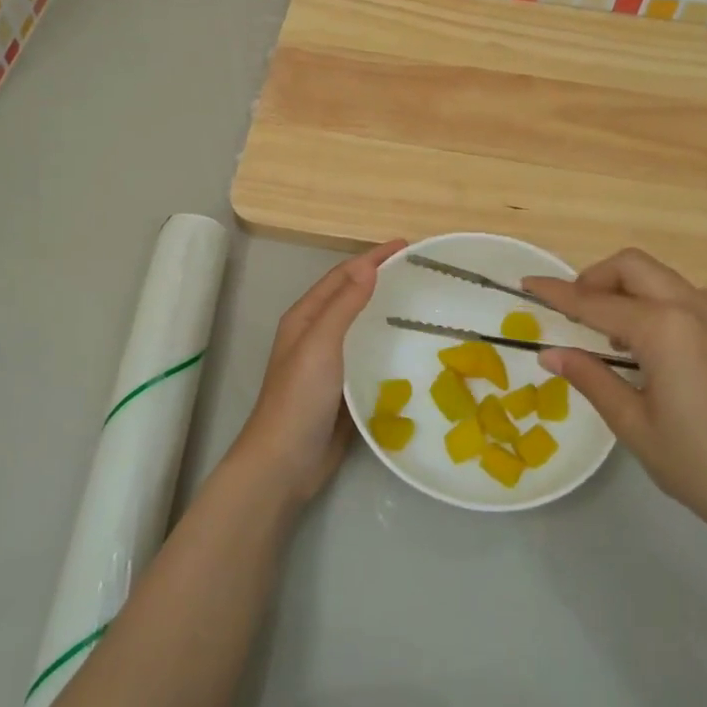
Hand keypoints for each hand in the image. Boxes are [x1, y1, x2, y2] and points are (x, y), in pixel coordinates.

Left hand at [228, 240, 406, 507]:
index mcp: (305, 318)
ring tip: (421, 305)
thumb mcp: (320, 344)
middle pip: (351, 297)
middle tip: (419, 271)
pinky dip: (388, 347)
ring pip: (362, 328)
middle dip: (380, 280)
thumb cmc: (298, 397)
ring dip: (385, 312)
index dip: (371, 258)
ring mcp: (329, 365)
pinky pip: (369, 359)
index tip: (406, 245)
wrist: (285, 462)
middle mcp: (316, 335)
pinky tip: (411, 350)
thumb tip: (368, 266)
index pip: (342, 275)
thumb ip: (343, 305)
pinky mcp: (344, 390)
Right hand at [523, 249, 706, 558]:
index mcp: (663, 328)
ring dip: (627, 287)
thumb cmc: (697, 464)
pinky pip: (691, 294)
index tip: (527, 284)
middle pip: (632, 266)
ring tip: (610, 332)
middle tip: (571, 311)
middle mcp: (692, 308)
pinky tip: (658, 335)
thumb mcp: (632, 423)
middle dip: (594, 278)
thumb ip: (589, 377)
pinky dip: (662, 299)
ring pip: (661, 275)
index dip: (557, 294)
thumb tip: (549, 353)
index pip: (595, 302)